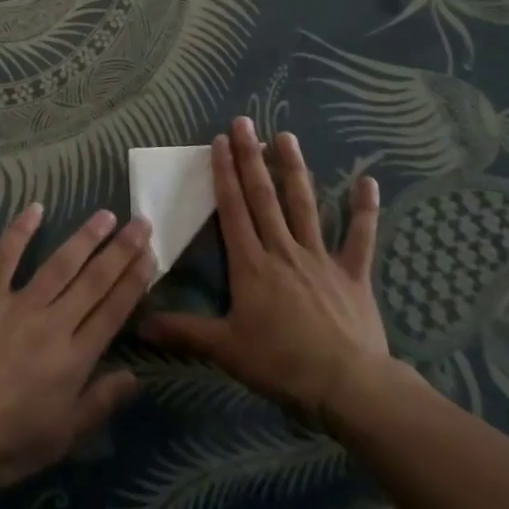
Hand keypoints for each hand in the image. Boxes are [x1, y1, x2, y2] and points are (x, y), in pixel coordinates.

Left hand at [0, 205, 153, 493]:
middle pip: (94, 280)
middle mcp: (53, 323)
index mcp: (74, 359)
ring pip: (60, 264)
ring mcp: (18, 305)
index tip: (150, 255)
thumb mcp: (61, 439)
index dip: (134, 281)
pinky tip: (35, 208)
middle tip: (141, 223)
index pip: (113, 311)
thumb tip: (137, 378)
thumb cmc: (3, 444)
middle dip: (120, 251)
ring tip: (106, 215)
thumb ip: (99, 404)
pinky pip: (6, 256)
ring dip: (85, 237)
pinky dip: (20, 230)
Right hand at [142, 117, 401, 420]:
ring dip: (294, 169)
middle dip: (251, 157)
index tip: (220, 141)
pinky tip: (369, 181)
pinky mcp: (352, 273)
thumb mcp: (226, 349)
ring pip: (304, 205)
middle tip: (245, 122)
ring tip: (286, 136)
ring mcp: (320, 258)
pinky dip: (364, 210)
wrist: (346, 385)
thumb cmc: (282, 364)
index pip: (233, 209)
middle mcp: (283, 249)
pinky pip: (360, 237)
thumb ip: (184, 331)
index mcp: (251, 264)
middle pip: (264, 196)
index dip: (225, 173)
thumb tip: (139, 323)